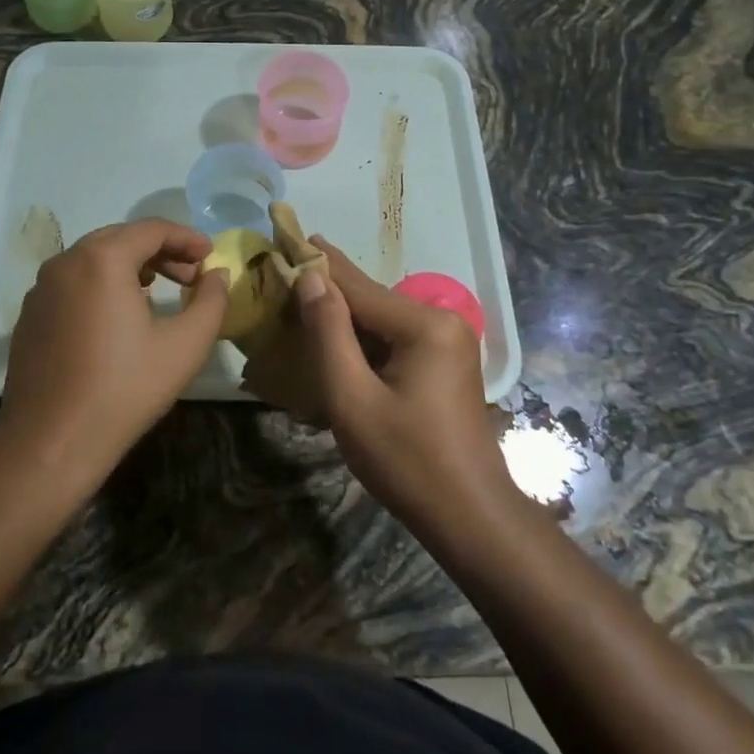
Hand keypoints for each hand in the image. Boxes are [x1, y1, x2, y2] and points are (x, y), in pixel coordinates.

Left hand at [0, 220, 228, 483]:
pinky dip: (102, 283)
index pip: (152, 229)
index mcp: (102, 259)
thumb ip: (210, 301)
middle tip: (191, 275)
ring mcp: (42, 287)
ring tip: (159, 290)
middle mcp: (66, 261)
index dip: (187, 237)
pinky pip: (73, 281)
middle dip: (161, 250)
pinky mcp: (31, 313)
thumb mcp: (184, 346)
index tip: (212, 255)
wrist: (50, 442)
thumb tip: (217, 275)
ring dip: (130, 265)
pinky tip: (118, 314)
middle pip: (121, 238)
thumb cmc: (124, 389)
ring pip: (94, 258)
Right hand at [242, 239, 515, 529]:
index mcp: (424, 324)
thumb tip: (310, 278)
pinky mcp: (444, 363)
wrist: (470, 518)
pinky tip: (333, 341)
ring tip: (298, 305)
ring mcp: (448, 342)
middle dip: (327, 292)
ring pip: (381, 320)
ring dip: (342, 318)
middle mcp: (442, 321)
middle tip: (282, 277)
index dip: (316, 264)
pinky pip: (394, 340)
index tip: (285, 235)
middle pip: (371, 300)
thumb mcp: (353, 398)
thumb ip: (329, 333)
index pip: (357, 286)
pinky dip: (362, 341)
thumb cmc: (407, 461)